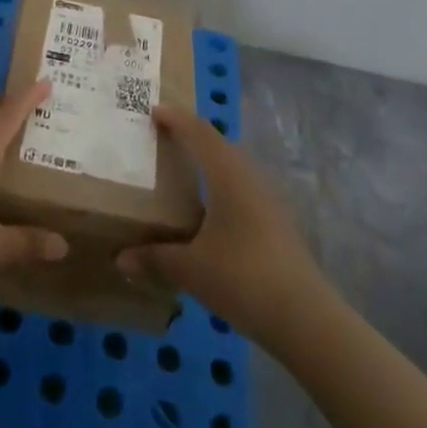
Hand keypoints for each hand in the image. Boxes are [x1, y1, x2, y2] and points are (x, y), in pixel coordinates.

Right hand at [116, 106, 323, 346]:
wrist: (305, 317)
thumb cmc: (243, 279)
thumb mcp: (191, 269)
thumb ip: (155, 259)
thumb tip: (121, 259)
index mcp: (227, 173)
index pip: (198, 132)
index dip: (175, 118)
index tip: (152, 110)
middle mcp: (249, 175)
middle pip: (218, 143)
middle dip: (191, 135)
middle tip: (163, 137)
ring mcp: (268, 197)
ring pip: (233, 164)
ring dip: (209, 159)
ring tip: (184, 168)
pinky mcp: (276, 220)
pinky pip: (242, 185)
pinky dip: (221, 183)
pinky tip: (210, 208)